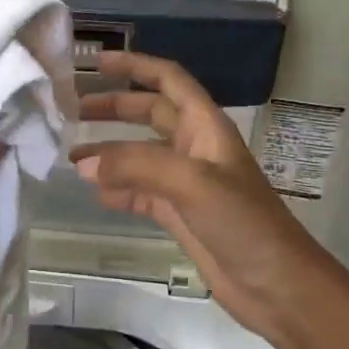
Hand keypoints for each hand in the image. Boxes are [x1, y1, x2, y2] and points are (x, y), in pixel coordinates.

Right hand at [73, 52, 340, 347]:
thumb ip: (137, 166)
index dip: (135, 66)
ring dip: (109, 153)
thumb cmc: (244, 223)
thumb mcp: (193, 183)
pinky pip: (140, 192)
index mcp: (206, 127)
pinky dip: (117, 190)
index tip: (96, 63)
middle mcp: (195, 148)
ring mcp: (186, 183)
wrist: (277, 285)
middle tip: (72, 111)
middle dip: (113, 108)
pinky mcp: (178, 214)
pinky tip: (95, 194)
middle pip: (149, 114)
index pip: (168, 80)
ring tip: (71, 158)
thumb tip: (83, 165)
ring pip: (139, 155)